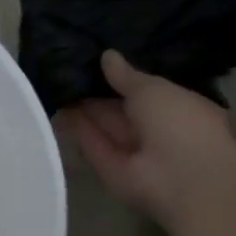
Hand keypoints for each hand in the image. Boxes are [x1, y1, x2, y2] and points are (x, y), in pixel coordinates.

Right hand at [58, 51, 235, 223]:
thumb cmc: (180, 123)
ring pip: (102, 125)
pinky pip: (91, 144)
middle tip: (66, 68)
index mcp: (176, 108)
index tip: (94, 59)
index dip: (120, 77)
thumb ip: (126, 75)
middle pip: (119, 108)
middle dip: (96, 90)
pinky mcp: (109, 169)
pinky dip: (75, 128)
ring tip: (54, 81)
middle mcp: (154, 130)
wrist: (182, 179)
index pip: (144, 90)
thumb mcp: (154, 89)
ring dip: (81, 107)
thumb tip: (107, 55)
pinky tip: (54, 106)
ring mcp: (131, 152)